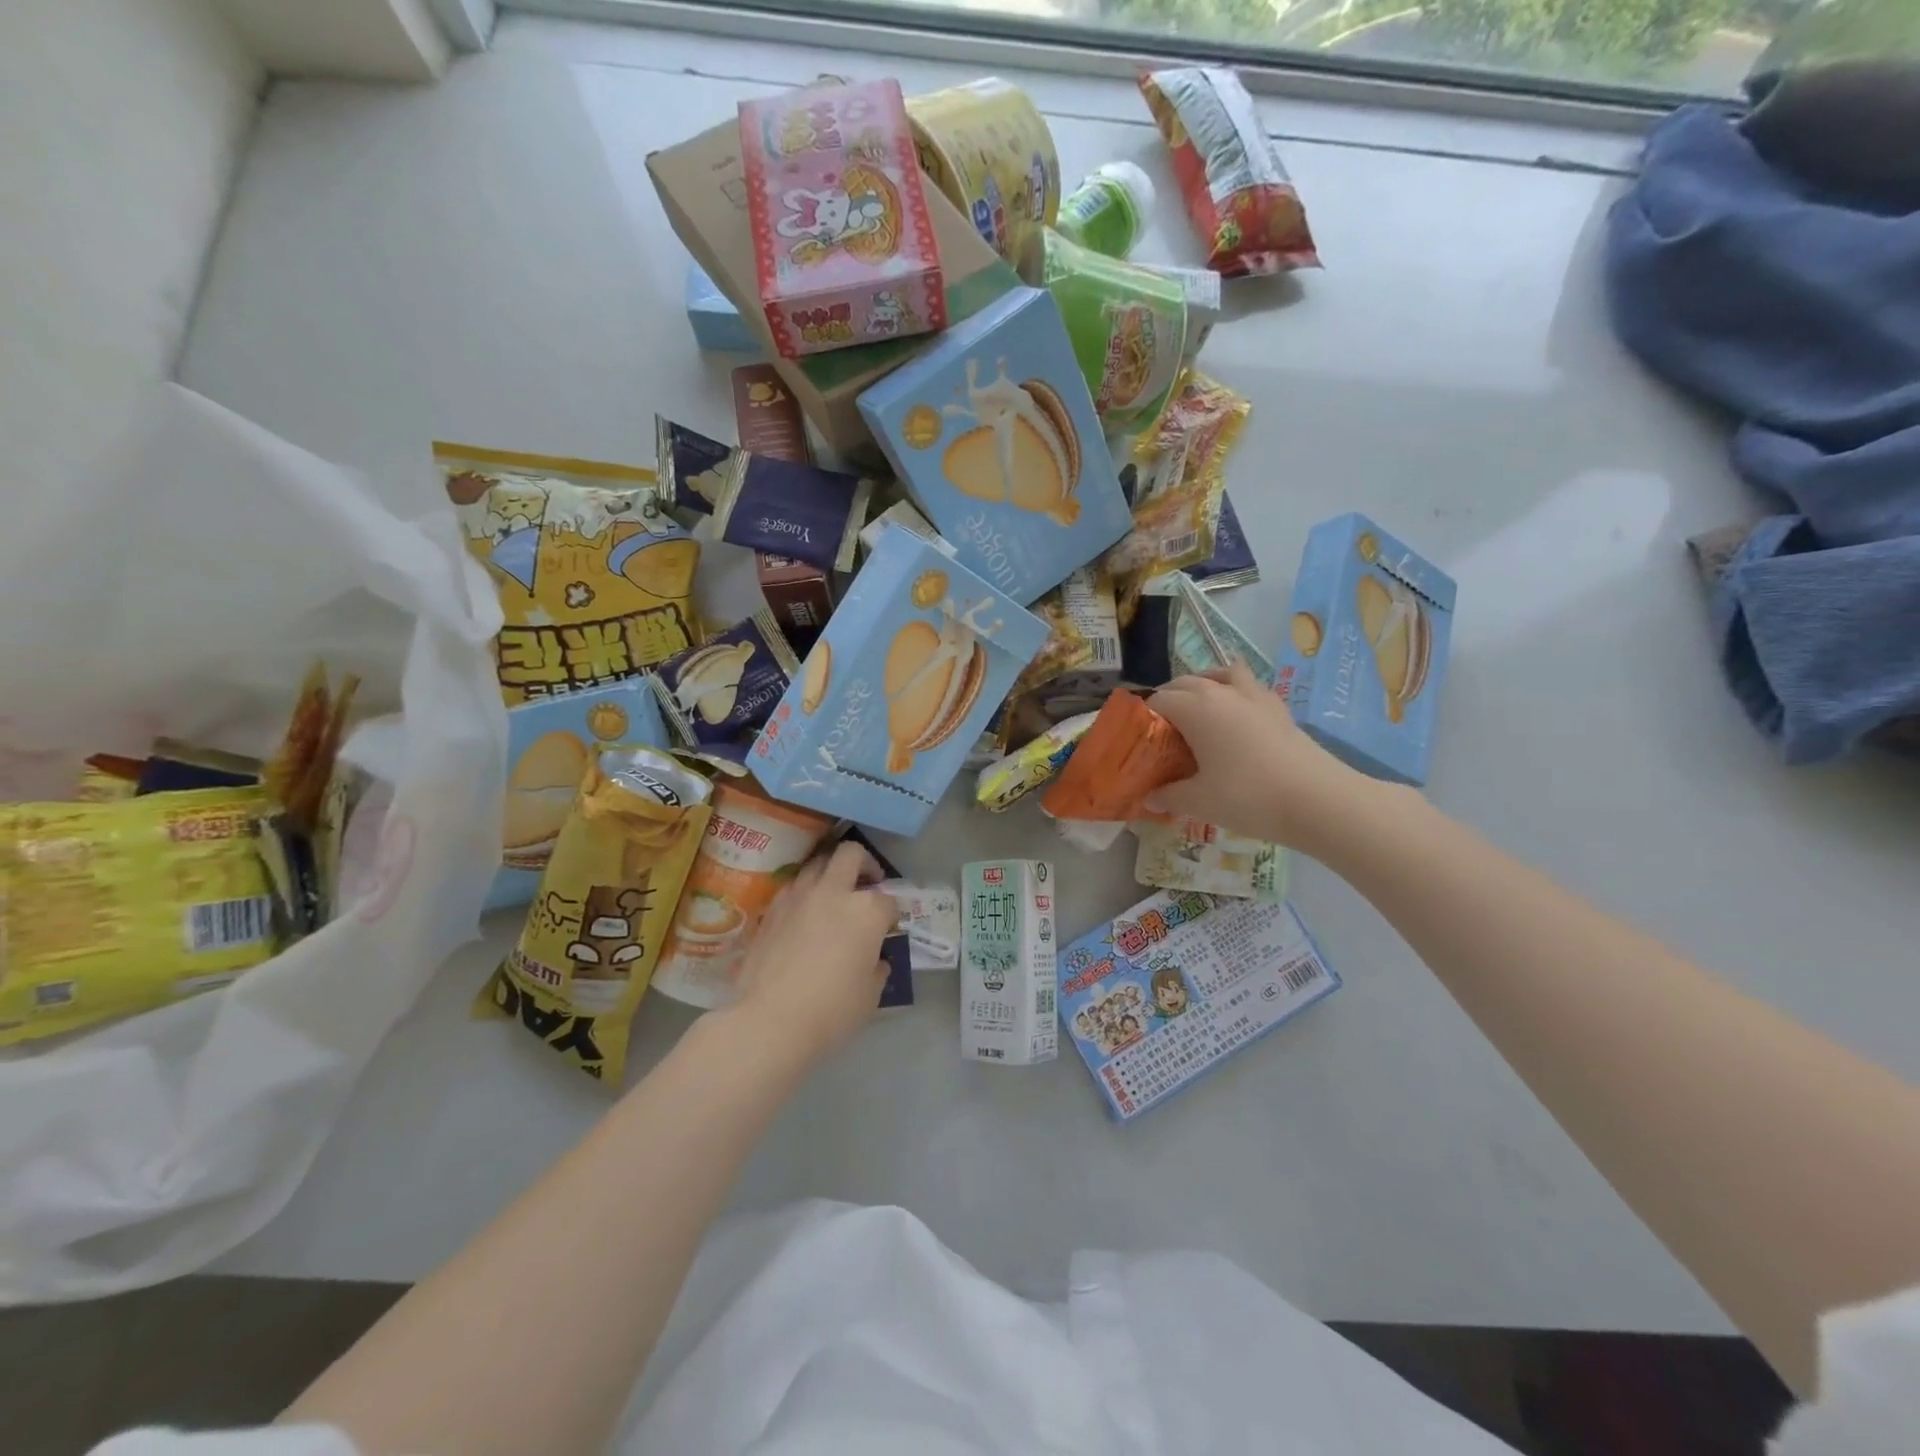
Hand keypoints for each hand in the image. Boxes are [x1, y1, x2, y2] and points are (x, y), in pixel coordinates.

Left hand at [725, 841, 897, 1063]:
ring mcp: (799, 896)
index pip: (889, 901)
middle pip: (852, 854)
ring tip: (833, 894)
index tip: (889, 928)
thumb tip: (874, 959)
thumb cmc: (831, 1010)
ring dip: (831, 873)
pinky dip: (804, 892)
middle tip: (867, 882)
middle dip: (864, 863)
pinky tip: (804, 914)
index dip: (892, 914)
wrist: (771, 1019)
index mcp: (867, 910)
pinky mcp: (772, 908)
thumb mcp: (870, 995)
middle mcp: (834, 892)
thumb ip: (877, 968)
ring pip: (818, 863)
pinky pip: (793, 886)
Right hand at [1146, 662, 1372, 853]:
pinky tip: (1234, 719)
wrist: (1318, 800)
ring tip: (1197, 711)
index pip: (1157, 702)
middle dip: (1168, 701)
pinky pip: (1247, 687)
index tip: (1139, 743)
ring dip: (1202, 686)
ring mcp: (1254, 695)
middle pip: (1184, 683)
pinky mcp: (1278, 707)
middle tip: (1162, 734)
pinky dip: (1233, 694)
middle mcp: (1221, 691)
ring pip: (1219, 675)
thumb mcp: (1199, 801)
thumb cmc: (1248, 796)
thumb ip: (1168, 795)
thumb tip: (1148, 797)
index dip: (1143, 720)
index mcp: (1195, 707)